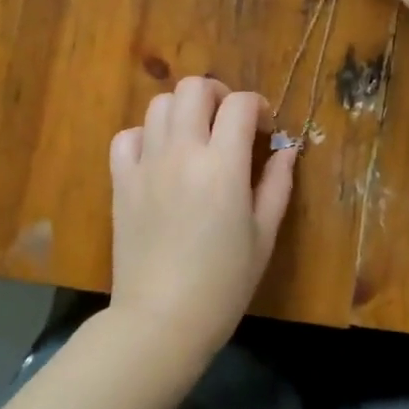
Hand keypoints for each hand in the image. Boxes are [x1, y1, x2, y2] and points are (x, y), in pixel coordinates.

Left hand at [108, 78, 296, 361]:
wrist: (161, 320)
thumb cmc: (223, 283)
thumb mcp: (264, 235)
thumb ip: (277, 185)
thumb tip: (286, 150)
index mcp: (223, 166)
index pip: (239, 104)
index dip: (257, 106)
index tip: (264, 129)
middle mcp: (182, 152)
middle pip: (194, 88)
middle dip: (218, 94)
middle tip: (229, 122)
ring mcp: (146, 164)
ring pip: (159, 104)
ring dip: (183, 110)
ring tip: (195, 137)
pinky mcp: (121, 181)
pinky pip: (127, 136)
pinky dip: (145, 135)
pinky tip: (159, 156)